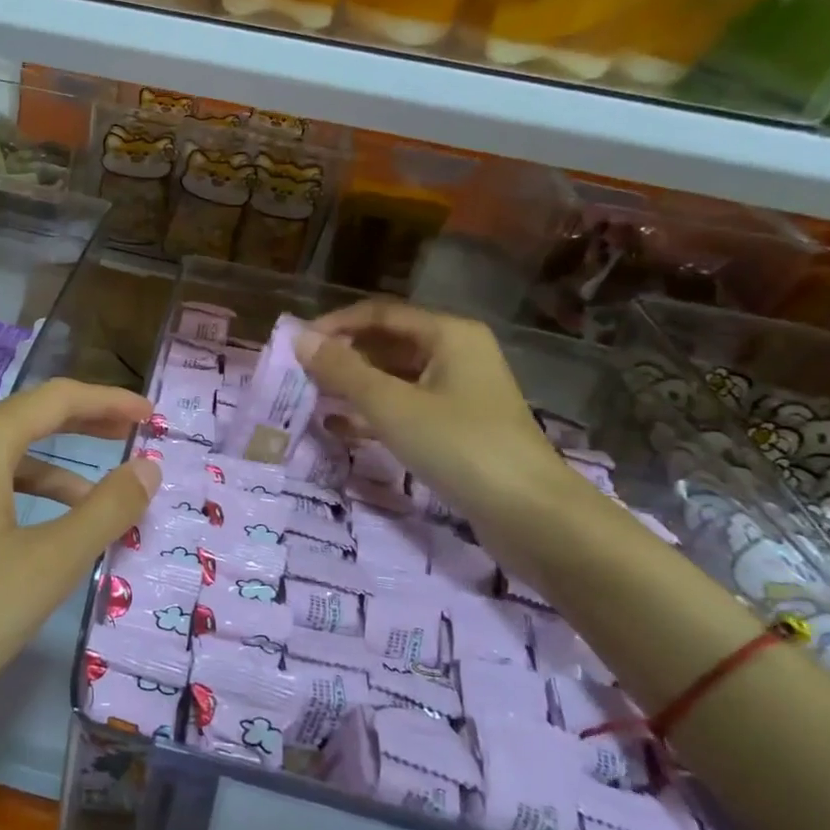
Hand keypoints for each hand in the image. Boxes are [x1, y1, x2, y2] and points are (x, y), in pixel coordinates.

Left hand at [0, 378, 159, 764]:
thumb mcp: (47, 564)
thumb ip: (105, 510)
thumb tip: (147, 467)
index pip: (57, 399)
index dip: (110, 402)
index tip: (151, 416)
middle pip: (22, 423)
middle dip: (80, 428)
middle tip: (130, 437)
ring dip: (46, 475)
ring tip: (89, 507)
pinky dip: (8, 501)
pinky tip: (21, 541)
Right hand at [295, 299, 575, 531]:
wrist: (532, 516)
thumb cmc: (459, 446)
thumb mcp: (391, 406)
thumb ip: (342, 371)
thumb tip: (299, 338)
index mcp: (448, 334)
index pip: (380, 313)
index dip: (335, 325)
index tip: (296, 346)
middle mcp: (457, 354)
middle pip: (388, 343)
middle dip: (343, 357)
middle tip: (300, 376)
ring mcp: (460, 393)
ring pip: (395, 378)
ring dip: (354, 386)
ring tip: (312, 400)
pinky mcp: (459, 428)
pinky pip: (406, 408)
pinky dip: (374, 413)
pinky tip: (341, 428)